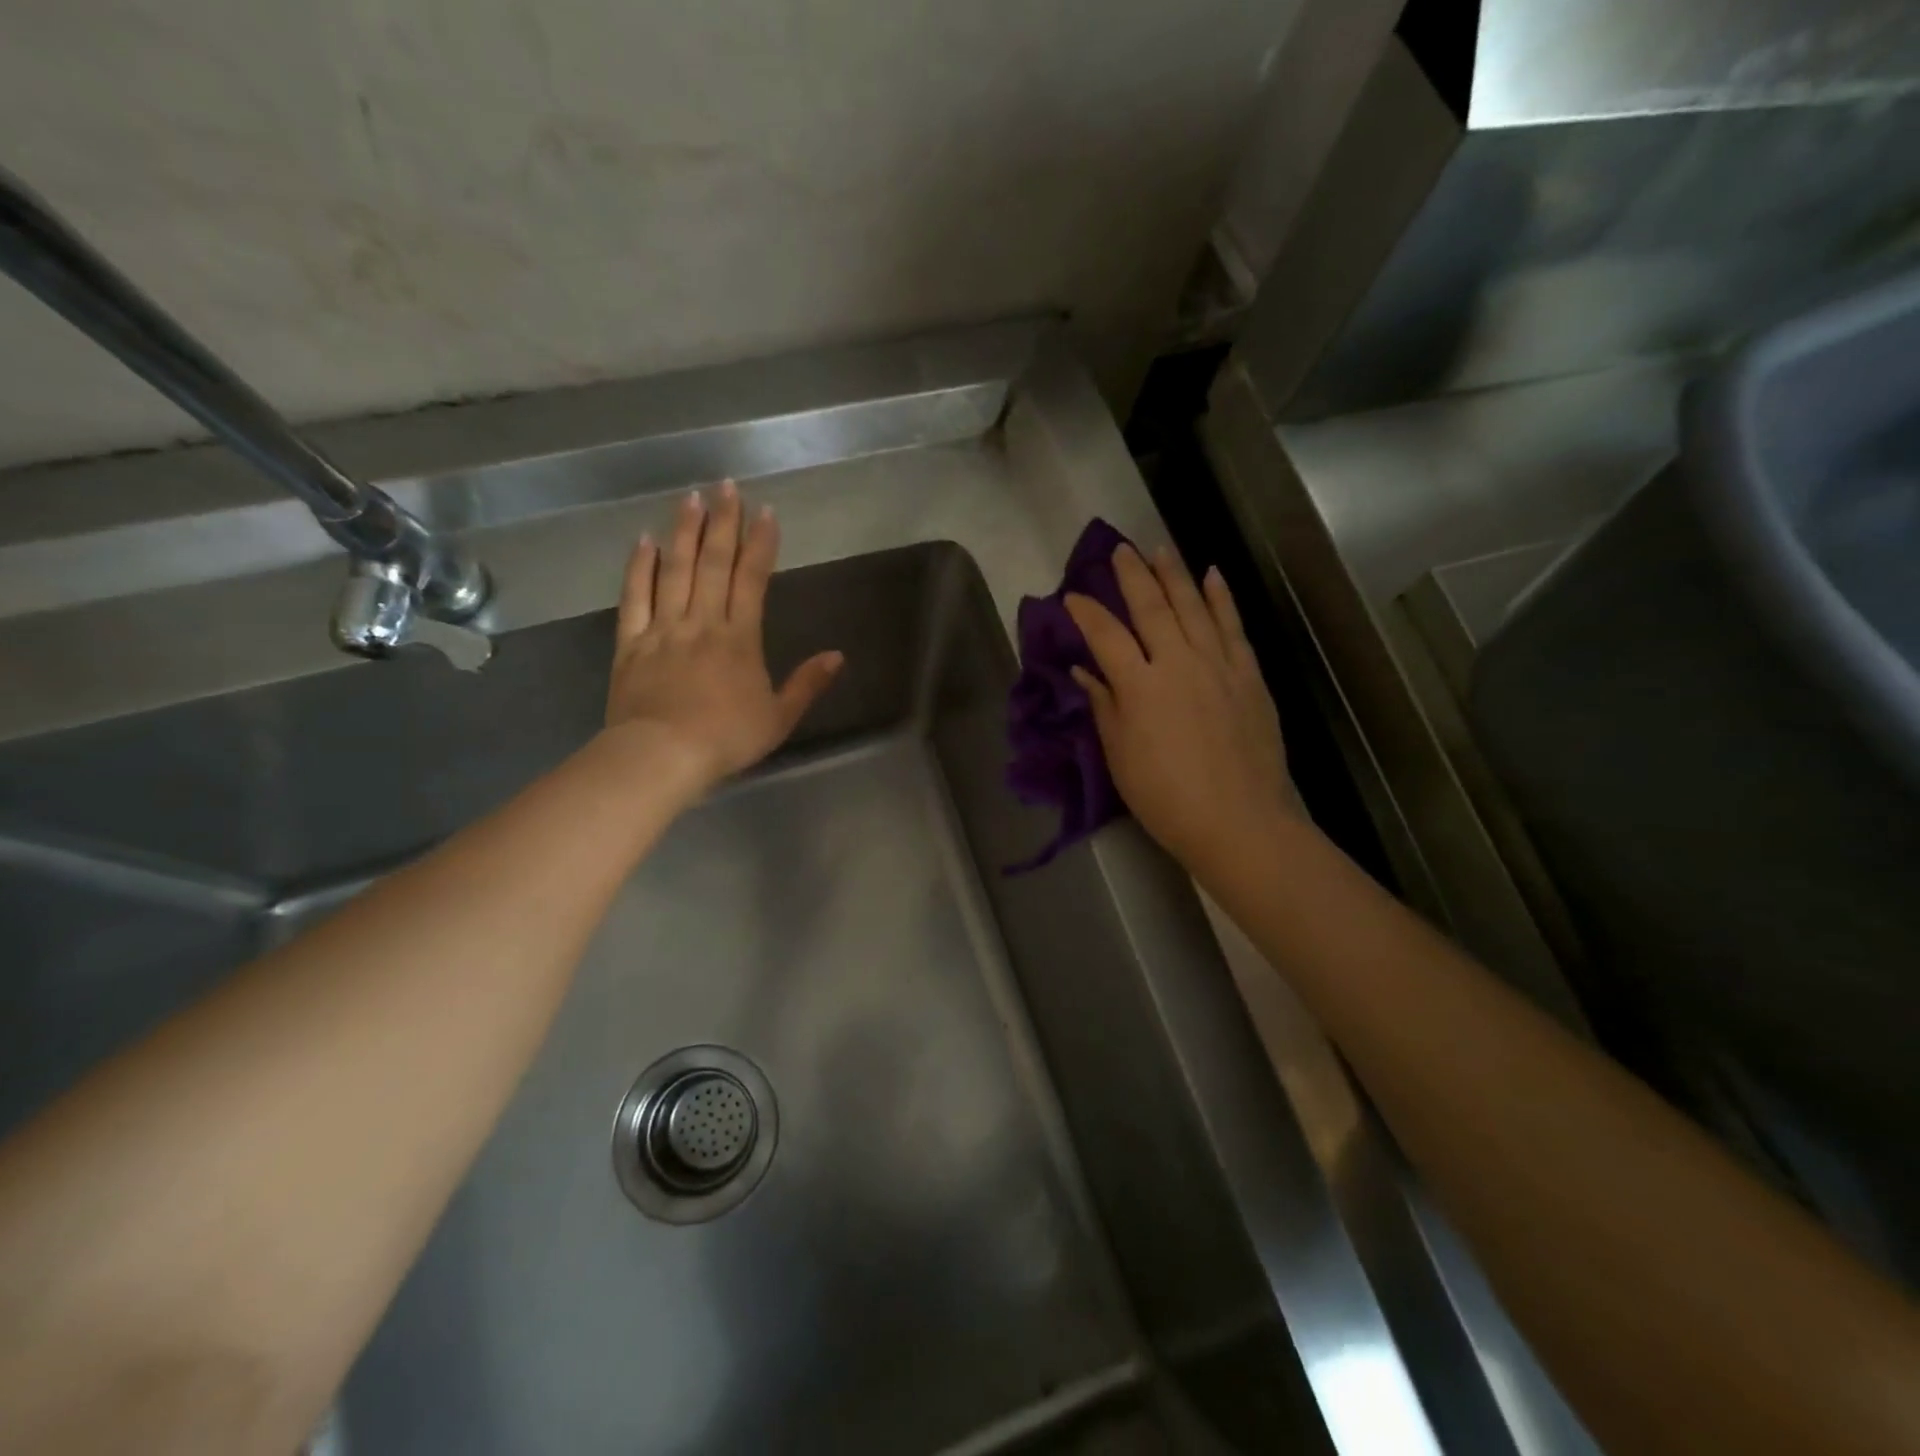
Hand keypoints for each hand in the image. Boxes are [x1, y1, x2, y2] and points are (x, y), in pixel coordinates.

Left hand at [605, 481, 842, 796]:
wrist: (661, 756)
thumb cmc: (726, 739)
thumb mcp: (778, 718)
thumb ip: (807, 684)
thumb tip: (837, 656)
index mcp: (739, 638)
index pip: (752, 579)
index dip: (760, 543)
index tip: (766, 512)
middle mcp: (702, 622)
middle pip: (714, 563)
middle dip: (723, 522)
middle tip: (727, 486)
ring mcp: (664, 629)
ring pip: (675, 570)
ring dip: (684, 532)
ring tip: (691, 498)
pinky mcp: (631, 643)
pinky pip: (635, 596)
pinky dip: (639, 567)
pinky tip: (644, 540)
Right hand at [1065, 544, 1292, 873]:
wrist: (1239, 821)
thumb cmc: (1166, 798)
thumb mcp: (1120, 756)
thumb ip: (1104, 706)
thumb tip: (1085, 671)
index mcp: (1140, 685)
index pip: (1106, 635)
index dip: (1086, 613)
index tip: (1072, 597)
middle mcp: (1178, 662)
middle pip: (1151, 607)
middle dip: (1132, 575)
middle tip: (1119, 550)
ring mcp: (1218, 664)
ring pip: (1194, 606)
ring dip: (1175, 574)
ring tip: (1160, 549)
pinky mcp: (1249, 675)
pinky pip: (1233, 626)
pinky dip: (1222, 598)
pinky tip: (1213, 576)